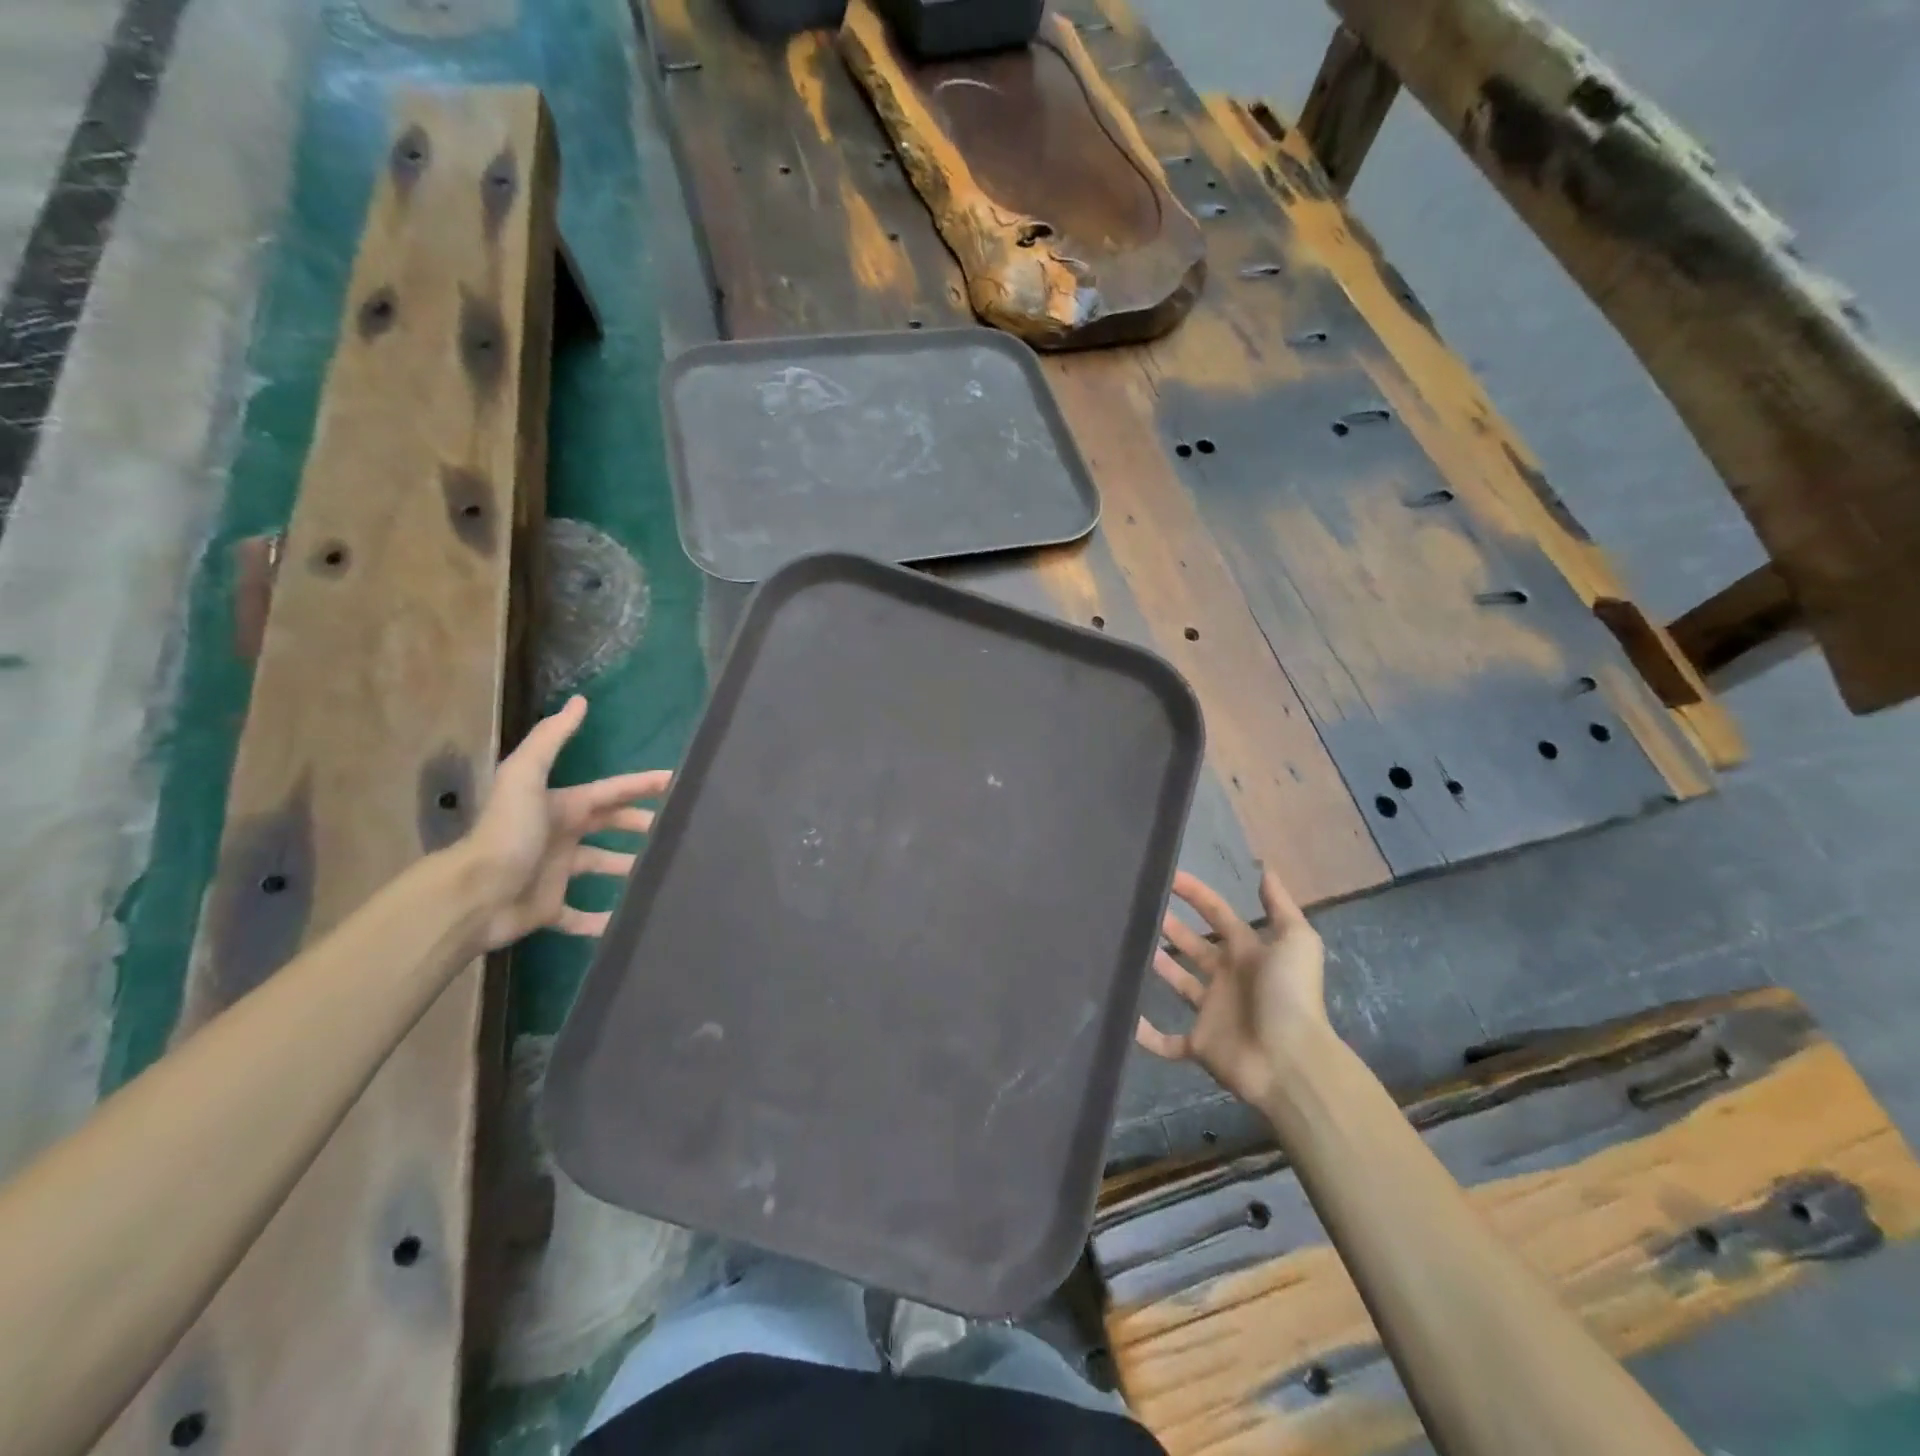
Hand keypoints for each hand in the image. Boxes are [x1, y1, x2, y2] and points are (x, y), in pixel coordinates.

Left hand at [464, 696, 670, 949]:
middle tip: (674, 832)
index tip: (677, 784)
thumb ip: (551, 739)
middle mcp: (562, 836)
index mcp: (562, 806)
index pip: (611, 791)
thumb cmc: (508, 833)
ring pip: (601, 867)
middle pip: (610, 826)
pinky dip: (601, 921)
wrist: (472, 894)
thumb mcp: (525, 776)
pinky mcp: (549, 909)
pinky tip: (624, 923)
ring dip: (627, 869)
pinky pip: (580, 916)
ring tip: (658, 873)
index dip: (642, 785)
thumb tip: (580, 701)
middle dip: (640, 825)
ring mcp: (555, 873)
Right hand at [1135, 868, 1327, 1109]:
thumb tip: (1266, 869)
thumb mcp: (1296, 941)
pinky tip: (1125, 1015)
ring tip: (1126, 946)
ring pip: (1178, 983)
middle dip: (1171, 927)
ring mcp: (1212, 1012)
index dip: (1196, 894)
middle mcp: (1228, 978)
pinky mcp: (1199, 1044)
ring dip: (1158, 967)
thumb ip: (1280, 905)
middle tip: (1139, 909)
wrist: (1291, 1061)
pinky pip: (1166, 1041)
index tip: (1167, 876)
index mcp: (1248, 953)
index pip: (1218, 915)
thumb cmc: (1289, 995)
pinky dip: (1146, 1034)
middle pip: (1194, 946)